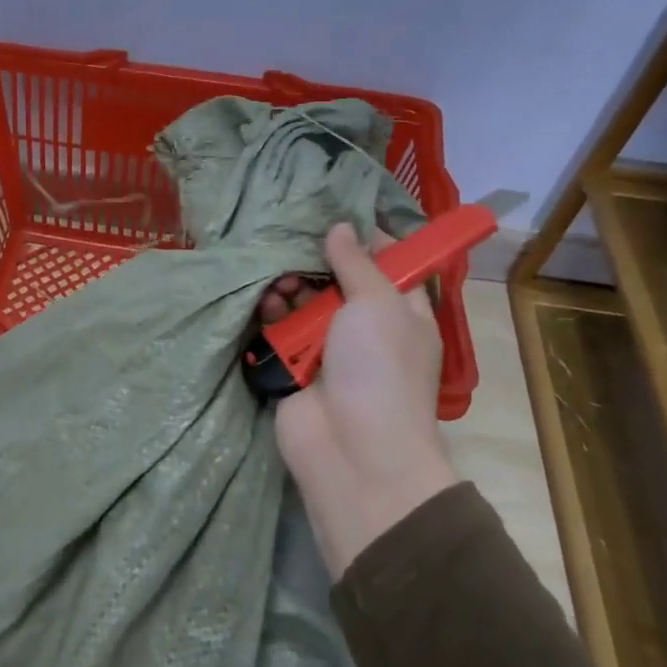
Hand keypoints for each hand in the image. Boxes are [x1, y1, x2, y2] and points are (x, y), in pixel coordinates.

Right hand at [275, 223, 459, 577]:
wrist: (354, 451)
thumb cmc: (379, 368)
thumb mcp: (378, 303)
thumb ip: (357, 263)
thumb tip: (342, 227)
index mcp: (402, 313)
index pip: (389, 266)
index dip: (367, 241)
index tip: (337, 216)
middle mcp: (366, 329)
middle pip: (337, 282)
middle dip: (316, 263)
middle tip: (295, 247)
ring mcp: (329, 351)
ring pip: (304, 305)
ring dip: (290, 288)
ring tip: (278, 282)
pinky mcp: (295, 370)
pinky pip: (280, 332)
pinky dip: (272, 316)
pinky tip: (264, 303)